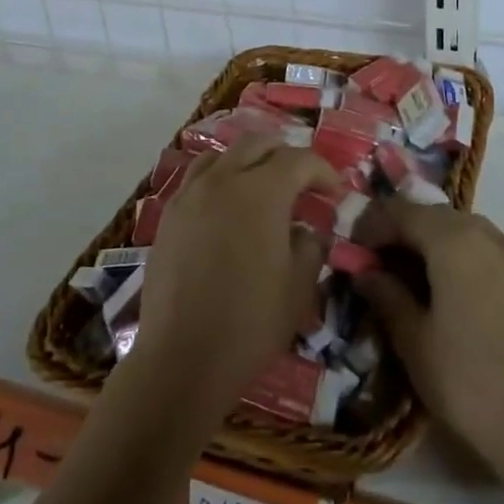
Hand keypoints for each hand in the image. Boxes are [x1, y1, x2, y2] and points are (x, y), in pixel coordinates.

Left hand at [135, 136, 330, 414]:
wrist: (182, 358)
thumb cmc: (250, 323)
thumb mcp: (299, 287)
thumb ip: (310, 246)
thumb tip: (307, 230)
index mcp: (260, 192)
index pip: (298, 160)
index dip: (323, 171)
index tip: (335, 193)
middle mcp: (222, 180)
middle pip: (257, 144)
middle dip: (285, 157)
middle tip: (302, 185)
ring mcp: (189, 195)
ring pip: (222, 155)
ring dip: (248, 162)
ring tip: (261, 190)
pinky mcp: (168, 215)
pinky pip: (197, 179)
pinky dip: (219, 180)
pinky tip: (226, 209)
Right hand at [355, 197, 503, 479]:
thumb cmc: (464, 379)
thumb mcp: (412, 338)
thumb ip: (386, 294)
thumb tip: (365, 272)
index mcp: (454, 240)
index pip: (403, 213)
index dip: (372, 225)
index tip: (351, 248)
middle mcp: (487, 234)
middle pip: (434, 215)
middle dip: (401, 230)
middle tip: (374, 260)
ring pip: (461, 229)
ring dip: (430, 240)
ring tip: (406, 273)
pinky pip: (484, 249)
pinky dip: (458, 254)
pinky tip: (444, 286)